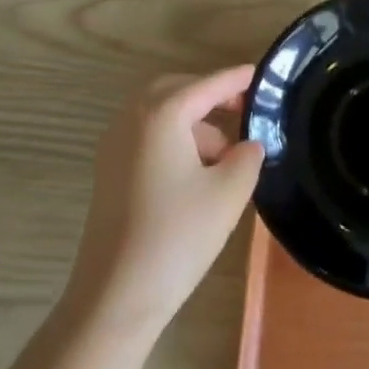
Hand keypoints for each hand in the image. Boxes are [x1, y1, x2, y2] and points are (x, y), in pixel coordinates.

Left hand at [64, 66, 265, 337]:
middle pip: (176, 91)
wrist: (116, 294)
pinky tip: (197, 172)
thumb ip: (247, 157)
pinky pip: (147, 137)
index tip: (260, 74)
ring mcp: (114, 145)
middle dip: (210, 96)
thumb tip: (248, 145)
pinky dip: (174, 140)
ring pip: (159, 115)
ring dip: (193, 124)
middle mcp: (131, 119)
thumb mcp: (228, 193)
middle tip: (243, 110)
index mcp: (161, 115)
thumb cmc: (177, 236)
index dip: (235, 79)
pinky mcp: (109, 171)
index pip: (206, 85)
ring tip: (226, 156)